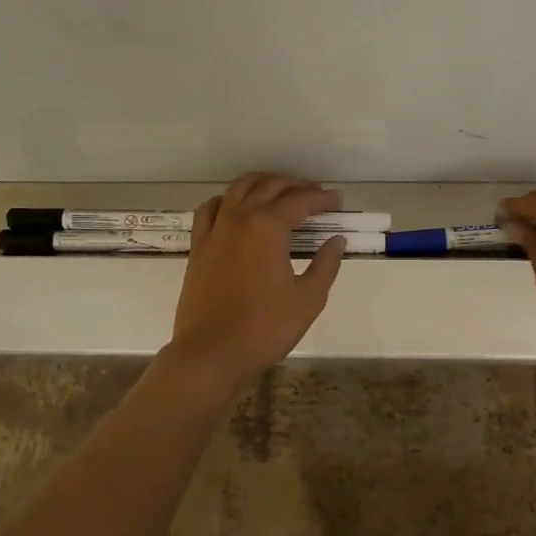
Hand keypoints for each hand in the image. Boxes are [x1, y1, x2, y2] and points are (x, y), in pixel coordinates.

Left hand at [167, 174, 347, 387]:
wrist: (211, 352)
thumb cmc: (264, 327)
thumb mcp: (308, 299)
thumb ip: (325, 265)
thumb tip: (336, 241)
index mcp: (268, 227)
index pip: (300, 201)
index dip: (321, 198)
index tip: (337, 200)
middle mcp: (240, 218)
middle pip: (269, 186)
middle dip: (294, 185)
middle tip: (314, 194)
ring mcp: (215, 230)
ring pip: (238, 189)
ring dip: (261, 183)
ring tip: (278, 191)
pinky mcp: (198, 246)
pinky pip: (210, 209)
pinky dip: (226, 200)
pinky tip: (234, 207)